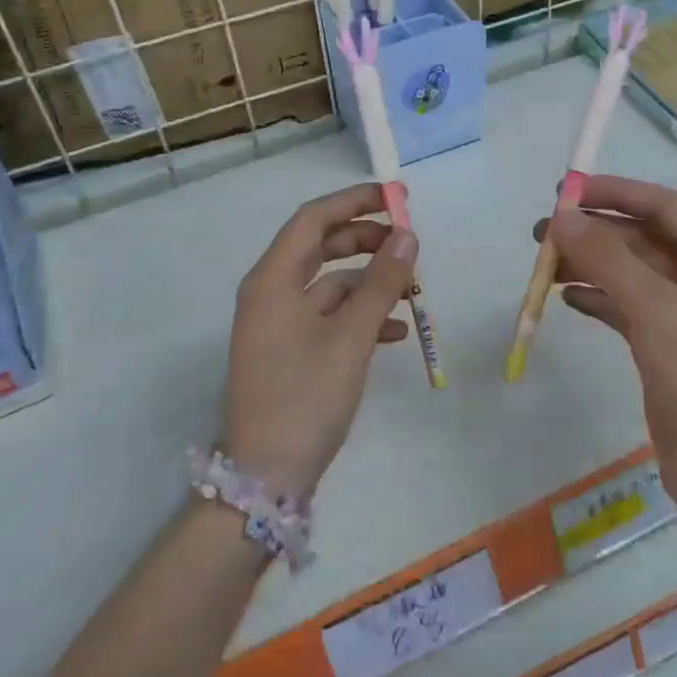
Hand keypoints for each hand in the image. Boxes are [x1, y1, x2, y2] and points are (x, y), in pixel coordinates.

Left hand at [223, 184, 417, 499]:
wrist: (265, 478)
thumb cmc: (305, 396)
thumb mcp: (350, 336)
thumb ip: (380, 282)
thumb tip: (407, 235)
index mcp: (273, 279)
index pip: (313, 219)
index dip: (354, 201)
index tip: (396, 198)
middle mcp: (270, 293)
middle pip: (319, 247)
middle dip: (365, 239)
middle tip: (408, 240)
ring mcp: (278, 324)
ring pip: (328, 284)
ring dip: (368, 281)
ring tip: (411, 288)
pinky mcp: (289, 351)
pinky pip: (327, 316)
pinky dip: (360, 315)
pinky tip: (395, 332)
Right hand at [537, 176, 676, 515]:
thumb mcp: (655, 308)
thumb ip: (606, 257)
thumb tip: (562, 216)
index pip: (662, 206)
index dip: (615, 192)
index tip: (565, 193)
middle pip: (642, 240)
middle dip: (594, 232)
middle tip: (542, 233)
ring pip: (630, 275)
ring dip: (590, 266)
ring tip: (544, 268)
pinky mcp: (668, 351)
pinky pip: (627, 309)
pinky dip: (598, 300)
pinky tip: (567, 299)